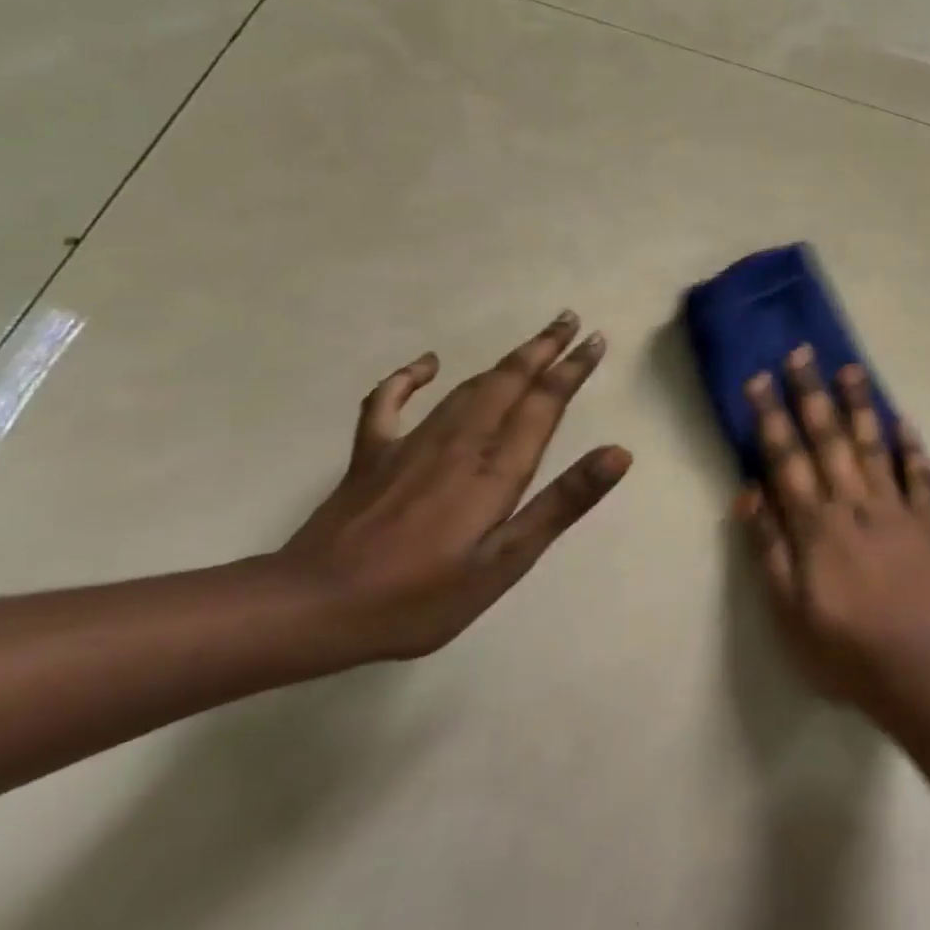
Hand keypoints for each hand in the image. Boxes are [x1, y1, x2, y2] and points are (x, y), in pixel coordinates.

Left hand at [279, 310, 631, 659]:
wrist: (311, 609)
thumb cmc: (420, 596)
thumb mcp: (505, 561)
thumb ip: (562, 503)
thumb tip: (618, 453)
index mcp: (495, 468)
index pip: (544, 404)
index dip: (572, 370)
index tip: (595, 340)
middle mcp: (459, 443)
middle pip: (508, 382)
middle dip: (542, 349)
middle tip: (569, 319)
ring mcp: (411, 444)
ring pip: (468, 386)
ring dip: (504, 360)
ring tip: (532, 340)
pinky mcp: (372, 456)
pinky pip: (389, 403)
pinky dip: (407, 378)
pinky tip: (426, 363)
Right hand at [734, 345, 929, 708]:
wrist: (913, 670)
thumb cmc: (839, 646)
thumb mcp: (786, 608)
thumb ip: (767, 547)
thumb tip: (748, 492)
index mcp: (816, 524)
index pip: (787, 459)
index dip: (772, 417)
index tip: (760, 379)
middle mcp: (854, 504)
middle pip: (829, 440)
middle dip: (812, 394)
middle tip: (803, 353)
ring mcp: (894, 510)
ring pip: (874, 446)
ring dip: (861, 405)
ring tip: (852, 367)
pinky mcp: (925, 524)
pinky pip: (920, 478)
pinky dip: (913, 449)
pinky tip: (905, 421)